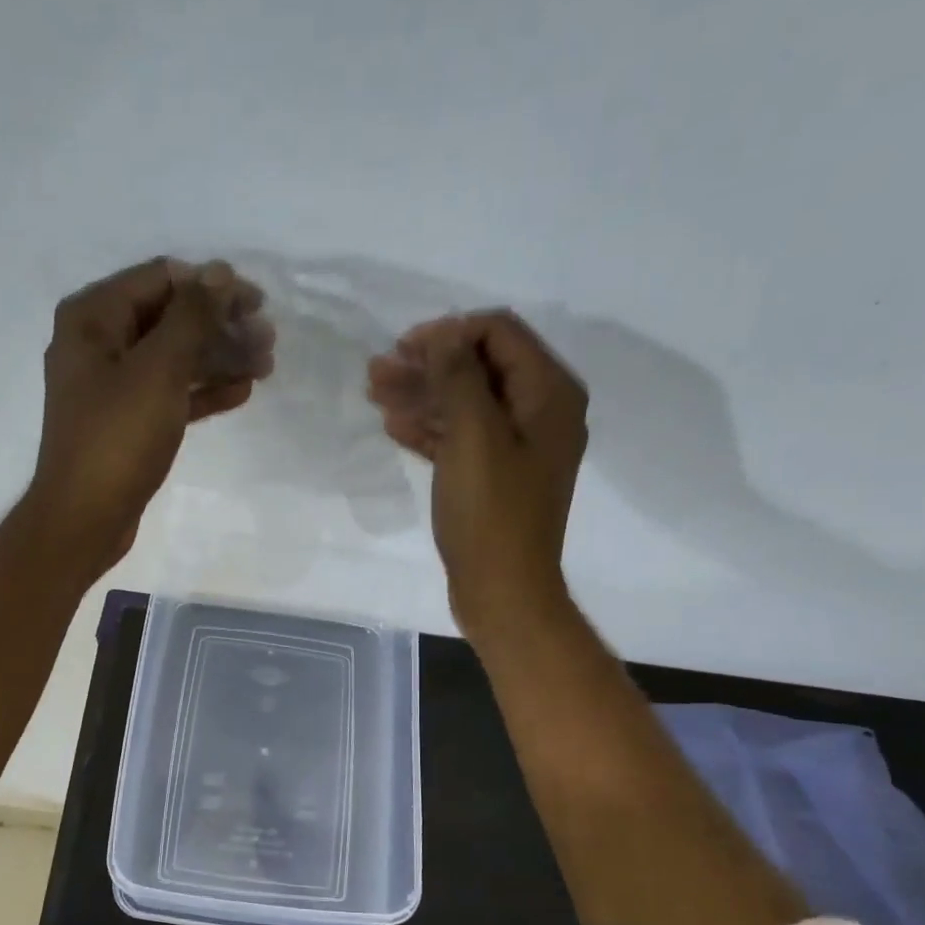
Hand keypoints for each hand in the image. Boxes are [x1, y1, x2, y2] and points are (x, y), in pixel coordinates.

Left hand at [29, 256, 273, 574]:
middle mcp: (98, 343)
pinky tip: (241, 393)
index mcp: (93, 318)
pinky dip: (202, 391)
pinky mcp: (127, 421)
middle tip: (268, 339)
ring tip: (265, 366)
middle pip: (169, 318)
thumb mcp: (158, 371)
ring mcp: (112, 385)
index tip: (257, 303)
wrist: (85, 518)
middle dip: (220, 325)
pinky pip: (169, 393)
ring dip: (219, 358)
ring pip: (173, 358)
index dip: (212, 285)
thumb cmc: (118, 438)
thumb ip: (191, 317)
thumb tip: (220, 272)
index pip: (161, 279)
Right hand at [367, 311, 587, 639]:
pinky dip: (431, 429)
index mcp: (549, 394)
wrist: (503, 591)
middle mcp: (541, 412)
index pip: (500, 334)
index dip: (449, 333)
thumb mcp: (474, 438)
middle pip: (480, 368)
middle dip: (428, 366)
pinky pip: (463, 438)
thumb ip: (459, 377)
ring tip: (375, 393)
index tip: (403, 348)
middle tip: (378, 372)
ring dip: (423, 396)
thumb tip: (444, 334)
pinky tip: (395, 426)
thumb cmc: (491, 514)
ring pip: (467, 404)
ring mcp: (519, 447)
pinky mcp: (496, 476)